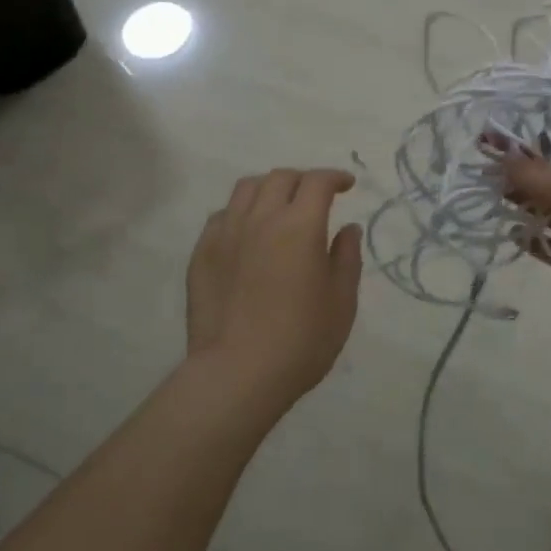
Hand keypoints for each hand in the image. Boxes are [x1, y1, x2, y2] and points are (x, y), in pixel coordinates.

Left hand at [186, 168, 363, 408]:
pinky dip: (241, 212)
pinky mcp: (202, 252)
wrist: (237, 373)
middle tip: (315, 197)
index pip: (318, 182)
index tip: (346, 185)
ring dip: (269, 188)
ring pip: (247, 188)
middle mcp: (261, 218)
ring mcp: (226, 233)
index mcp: (300, 226)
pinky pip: (222, 215)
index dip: (335, 177)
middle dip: (303, 180)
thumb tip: (348, 228)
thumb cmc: (301, 340)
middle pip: (281, 177)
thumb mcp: (341, 302)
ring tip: (279, 206)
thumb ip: (346, 258)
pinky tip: (247, 233)